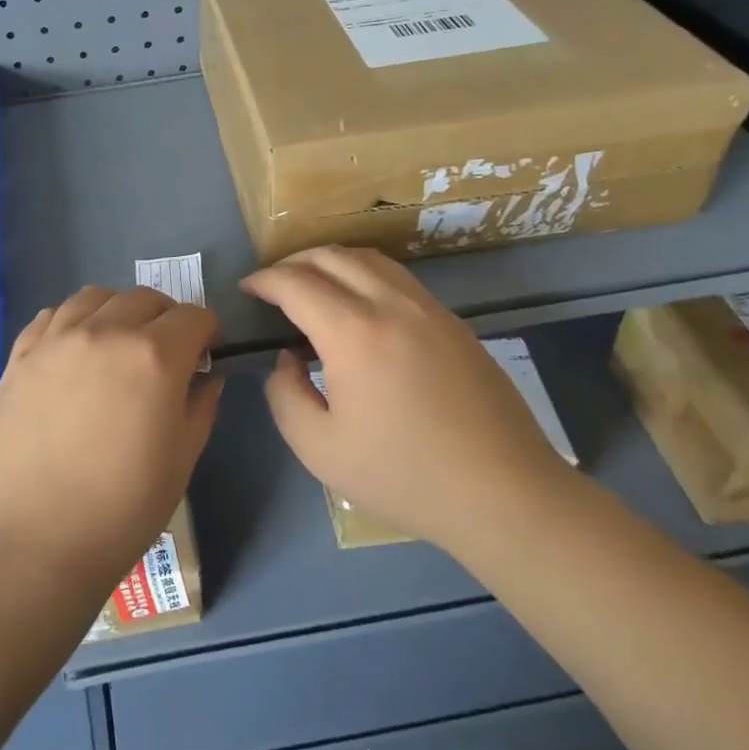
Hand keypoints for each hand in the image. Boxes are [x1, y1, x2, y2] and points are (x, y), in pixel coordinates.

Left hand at [0, 287, 222, 597]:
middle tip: (164, 352)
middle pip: (145, 298)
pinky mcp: (20, 357)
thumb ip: (201, 406)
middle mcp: (106, 332)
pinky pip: (51, 316)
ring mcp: (56, 340)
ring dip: (117, 311)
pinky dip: (72, 321)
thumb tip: (204, 377)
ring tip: (116, 343)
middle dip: (165, 318)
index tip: (203, 356)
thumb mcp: (182, 459)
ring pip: (95, 297)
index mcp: (155, 356)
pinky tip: (74, 349)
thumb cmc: (123, 508)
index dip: (206, 333)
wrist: (35, 540)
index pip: (194, 316)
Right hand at [241, 246, 565, 546]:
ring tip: (313, 286)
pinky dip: (365, 276)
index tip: (247, 289)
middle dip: (294, 262)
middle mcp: (392, 305)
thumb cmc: (403, 475)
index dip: (264, 280)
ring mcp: (429, 309)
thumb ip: (285, 396)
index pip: (296, 283)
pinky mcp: (454, 323)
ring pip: (371, 260)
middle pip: (333, 257)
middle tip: (273, 284)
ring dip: (332, 263)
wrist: (502, 492)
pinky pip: (398, 279)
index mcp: (354, 333)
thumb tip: (287, 360)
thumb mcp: (319, 449)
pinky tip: (359, 307)